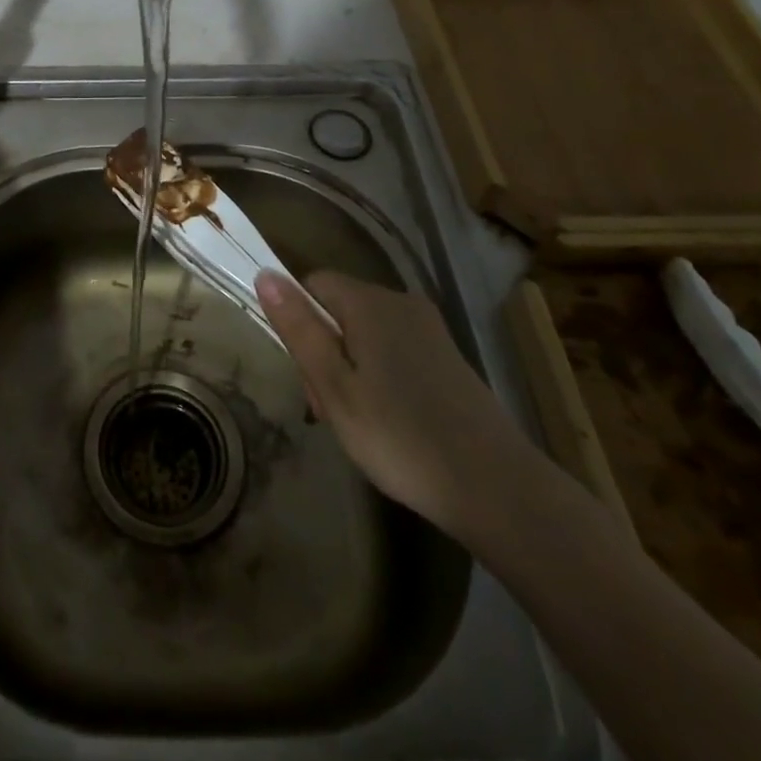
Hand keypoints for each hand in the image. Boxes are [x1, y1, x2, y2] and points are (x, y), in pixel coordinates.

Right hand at [256, 269, 528, 536]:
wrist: (496, 488)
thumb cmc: (400, 436)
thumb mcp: (334, 386)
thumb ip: (299, 328)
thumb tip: (264, 273)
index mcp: (369, 303)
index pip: (312, 284)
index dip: (298, 322)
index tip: (308, 375)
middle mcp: (400, 303)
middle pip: (339, 309)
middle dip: (325, 351)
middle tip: (330, 410)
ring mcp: (429, 329)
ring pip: (365, 333)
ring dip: (350, 369)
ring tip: (358, 424)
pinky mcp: (447, 357)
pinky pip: (394, 350)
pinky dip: (380, 377)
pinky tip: (389, 422)